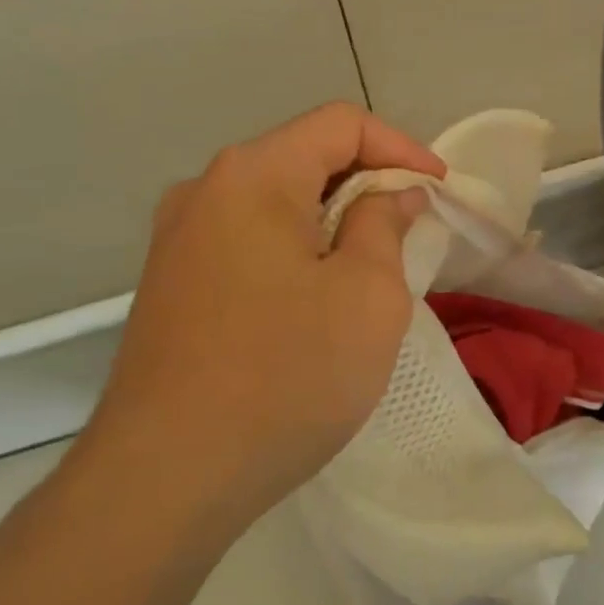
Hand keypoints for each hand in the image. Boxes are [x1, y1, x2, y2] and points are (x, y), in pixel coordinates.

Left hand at [82, 102, 445, 523]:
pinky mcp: (172, 285)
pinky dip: (298, 251)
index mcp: (253, 176)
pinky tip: (319, 299)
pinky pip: (251, 242)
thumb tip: (390, 197)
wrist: (165, 480)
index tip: (439, 192)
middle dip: (369, 185)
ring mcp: (179, 240)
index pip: (342, 124)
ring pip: (278, 203)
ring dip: (334, 221)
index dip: (402, 149)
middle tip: (414, 231)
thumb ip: (384, 225)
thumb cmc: (285, 376)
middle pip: (305, 157)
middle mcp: (205, 191)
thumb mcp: (368, 295)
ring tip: (374, 267)